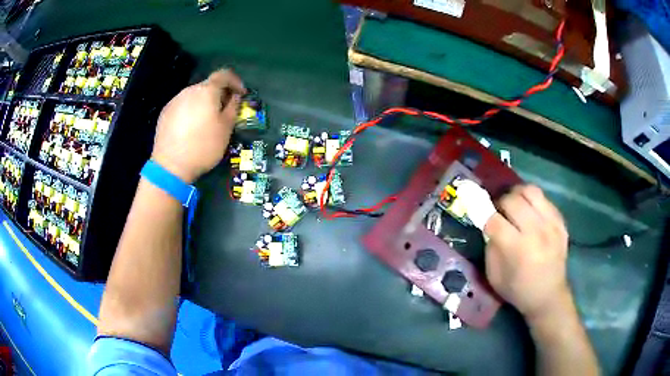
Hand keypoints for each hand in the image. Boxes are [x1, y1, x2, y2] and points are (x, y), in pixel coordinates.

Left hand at [151, 69, 245, 182]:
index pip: (224, 74)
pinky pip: (182, 106)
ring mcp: (175, 101)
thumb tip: (234, 97)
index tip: (241, 94)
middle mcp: (189, 90)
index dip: (235, 81)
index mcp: (207, 91)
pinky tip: (190, 129)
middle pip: (208, 86)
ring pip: (194, 96)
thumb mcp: (226, 128)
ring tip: (206, 122)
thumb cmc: (203, 146)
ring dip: (203, 103)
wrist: (170, 166)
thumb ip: (233, 108)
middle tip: (224, 111)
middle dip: (219, 94)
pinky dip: (190, 111)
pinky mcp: (165, 113)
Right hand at [483, 185, 569, 320]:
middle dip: (500, 202)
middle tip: (498, 210)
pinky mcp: (561, 222)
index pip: (495, 220)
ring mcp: (551, 225)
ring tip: (515, 203)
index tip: (480, 214)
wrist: (548, 296)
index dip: (484, 214)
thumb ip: (491, 248)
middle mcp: (536, 232)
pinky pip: (545, 199)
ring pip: (531, 191)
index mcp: (517, 249)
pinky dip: (533, 202)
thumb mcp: (494, 276)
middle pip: (512, 200)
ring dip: (517, 194)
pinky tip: (530, 212)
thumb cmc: (518, 290)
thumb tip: (490, 225)